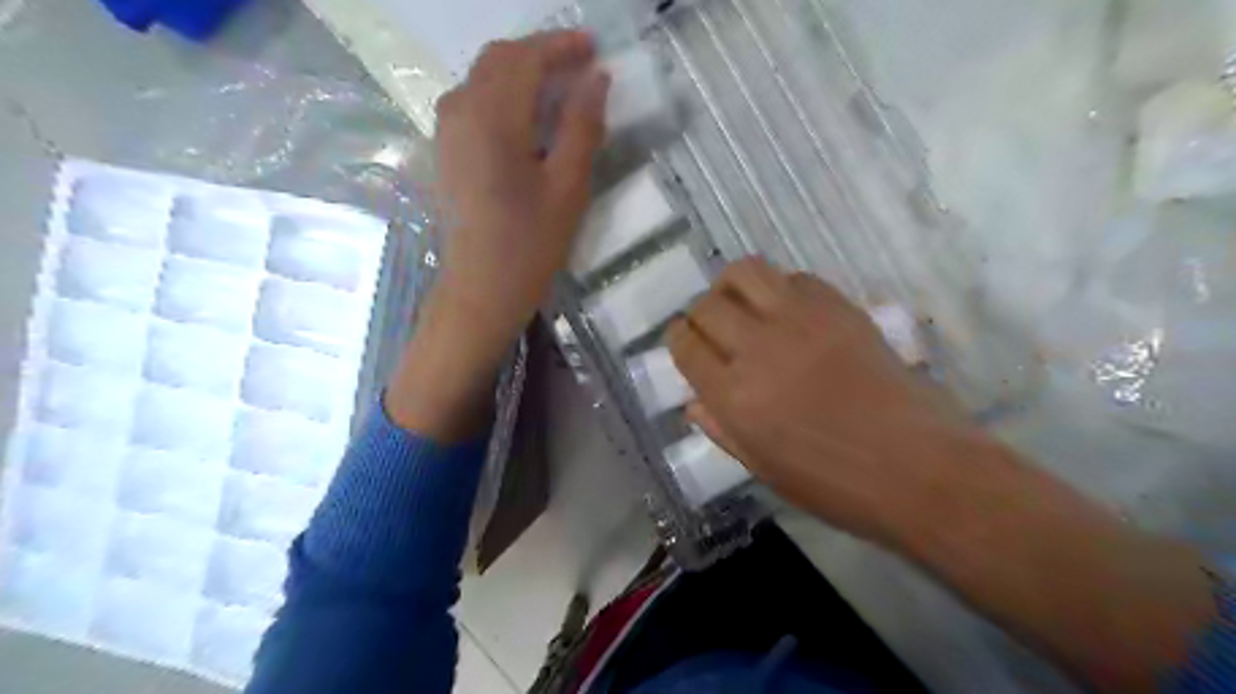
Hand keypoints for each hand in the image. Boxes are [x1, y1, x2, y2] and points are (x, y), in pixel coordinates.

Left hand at [387, 32, 608, 438]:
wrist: (480, 290)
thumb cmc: (529, 245)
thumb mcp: (568, 187)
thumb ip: (581, 127)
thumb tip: (596, 80)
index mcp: (492, 118)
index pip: (526, 58)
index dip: (561, 46)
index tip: (594, 49)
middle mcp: (460, 111)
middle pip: (499, 59)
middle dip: (540, 53)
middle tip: (580, 66)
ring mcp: (447, 131)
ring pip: (482, 78)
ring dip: (520, 72)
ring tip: (558, 88)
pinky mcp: (445, 151)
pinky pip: (472, 101)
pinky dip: (502, 93)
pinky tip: (526, 116)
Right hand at [666, 256, 985, 549]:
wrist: (917, 466)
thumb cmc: (835, 483)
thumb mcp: (765, 468)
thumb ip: (722, 428)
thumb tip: (693, 400)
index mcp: (735, 397)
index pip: (685, 345)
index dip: (679, 339)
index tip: (685, 343)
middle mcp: (759, 349)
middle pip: (707, 306)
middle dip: (700, 315)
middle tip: (713, 330)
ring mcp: (801, 321)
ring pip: (745, 272)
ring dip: (732, 287)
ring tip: (743, 306)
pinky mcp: (838, 307)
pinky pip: (793, 278)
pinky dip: (779, 289)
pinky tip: (788, 312)